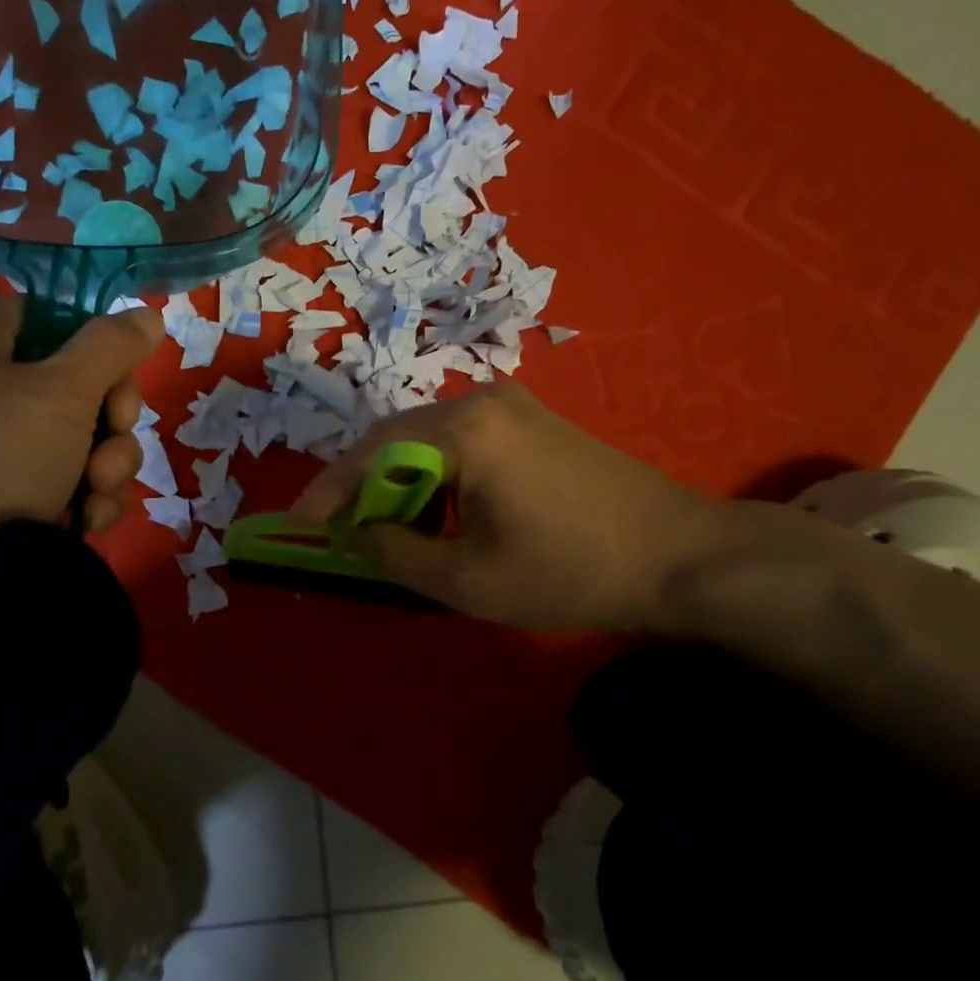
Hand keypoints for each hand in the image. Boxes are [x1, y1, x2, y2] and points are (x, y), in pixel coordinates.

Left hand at [0, 299, 160, 546]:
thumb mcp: (62, 393)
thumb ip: (111, 347)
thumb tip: (148, 314)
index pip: (54, 320)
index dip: (98, 354)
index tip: (118, 393)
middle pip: (73, 383)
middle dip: (108, 427)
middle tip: (107, 458)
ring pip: (73, 436)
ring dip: (102, 467)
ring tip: (94, 498)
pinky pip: (53, 474)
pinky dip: (77, 495)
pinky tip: (83, 521)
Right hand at [290, 384, 725, 632]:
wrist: (680, 555)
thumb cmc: (571, 571)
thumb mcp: (469, 580)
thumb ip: (396, 555)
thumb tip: (355, 535)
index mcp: (463, 431)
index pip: (370, 454)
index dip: (328, 493)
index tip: (299, 527)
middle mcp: (481, 400)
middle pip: (394, 437)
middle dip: (362, 487)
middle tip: (341, 532)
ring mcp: (511, 405)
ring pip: (426, 439)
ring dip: (399, 482)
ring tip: (388, 530)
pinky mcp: (532, 420)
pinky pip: (460, 441)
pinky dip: (435, 475)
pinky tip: (439, 512)